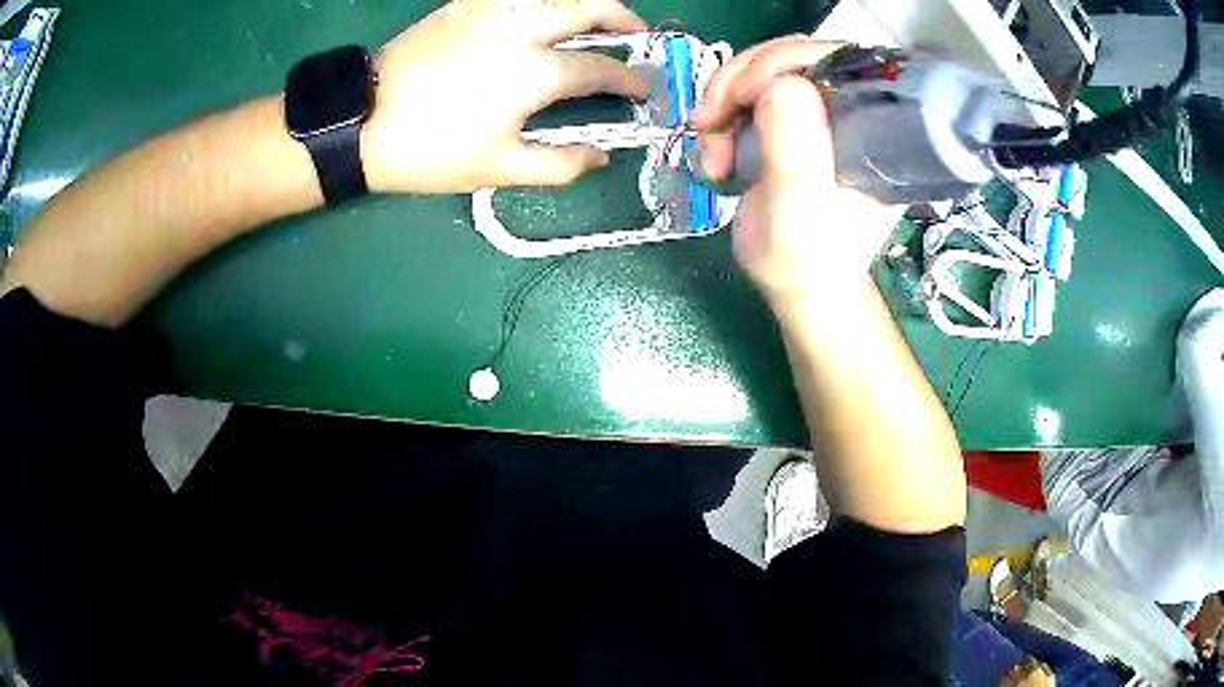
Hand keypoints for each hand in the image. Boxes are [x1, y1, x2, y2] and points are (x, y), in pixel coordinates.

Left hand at [361, 0, 647, 193]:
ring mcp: (491, 8)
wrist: (360, 121)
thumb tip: (600, 156)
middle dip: (625, 19)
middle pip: (592, 6)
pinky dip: (544, 1)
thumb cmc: (428, 150)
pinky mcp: (465, 4)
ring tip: (596, 23)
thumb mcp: (497, 169)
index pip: (602, 69)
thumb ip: (560, 164)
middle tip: (637, 36)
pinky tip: (544, 17)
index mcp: (535, 72)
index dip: (632, 80)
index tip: (647, 89)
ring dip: (587, 4)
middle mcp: (523, 27)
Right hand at [690, 37, 902, 304]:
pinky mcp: (795, 121)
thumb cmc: (805, 260)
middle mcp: (852, 111)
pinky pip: (751, 91)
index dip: (780, 62)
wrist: (798, 285)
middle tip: (709, 123)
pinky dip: (722, 113)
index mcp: (872, 128)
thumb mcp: (799, 211)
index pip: (833, 60)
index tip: (738, 98)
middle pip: (793, 56)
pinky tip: (715, 149)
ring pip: (765, 70)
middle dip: (739, 81)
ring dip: (724, 102)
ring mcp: (821, 113)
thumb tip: (781, 83)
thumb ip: (796, 150)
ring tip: (711, 151)